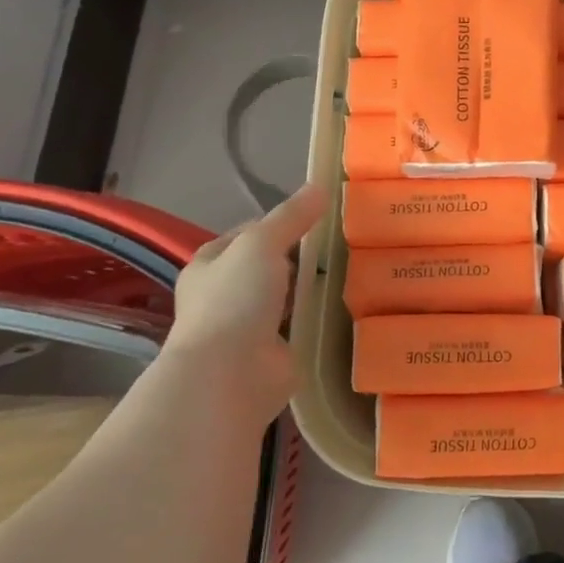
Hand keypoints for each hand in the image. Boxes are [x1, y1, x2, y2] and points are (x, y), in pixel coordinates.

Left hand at [167, 185, 327, 411]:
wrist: (230, 376)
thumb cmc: (235, 301)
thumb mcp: (261, 243)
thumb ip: (291, 216)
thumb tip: (320, 186)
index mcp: (210, 264)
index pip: (250, 232)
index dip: (281, 221)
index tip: (319, 217)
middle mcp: (225, 294)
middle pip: (270, 264)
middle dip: (301, 256)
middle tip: (343, 243)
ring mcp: (248, 326)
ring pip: (287, 295)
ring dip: (310, 287)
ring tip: (352, 269)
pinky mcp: (272, 352)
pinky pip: (300, 324)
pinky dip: (318, 316)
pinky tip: (346, 304)